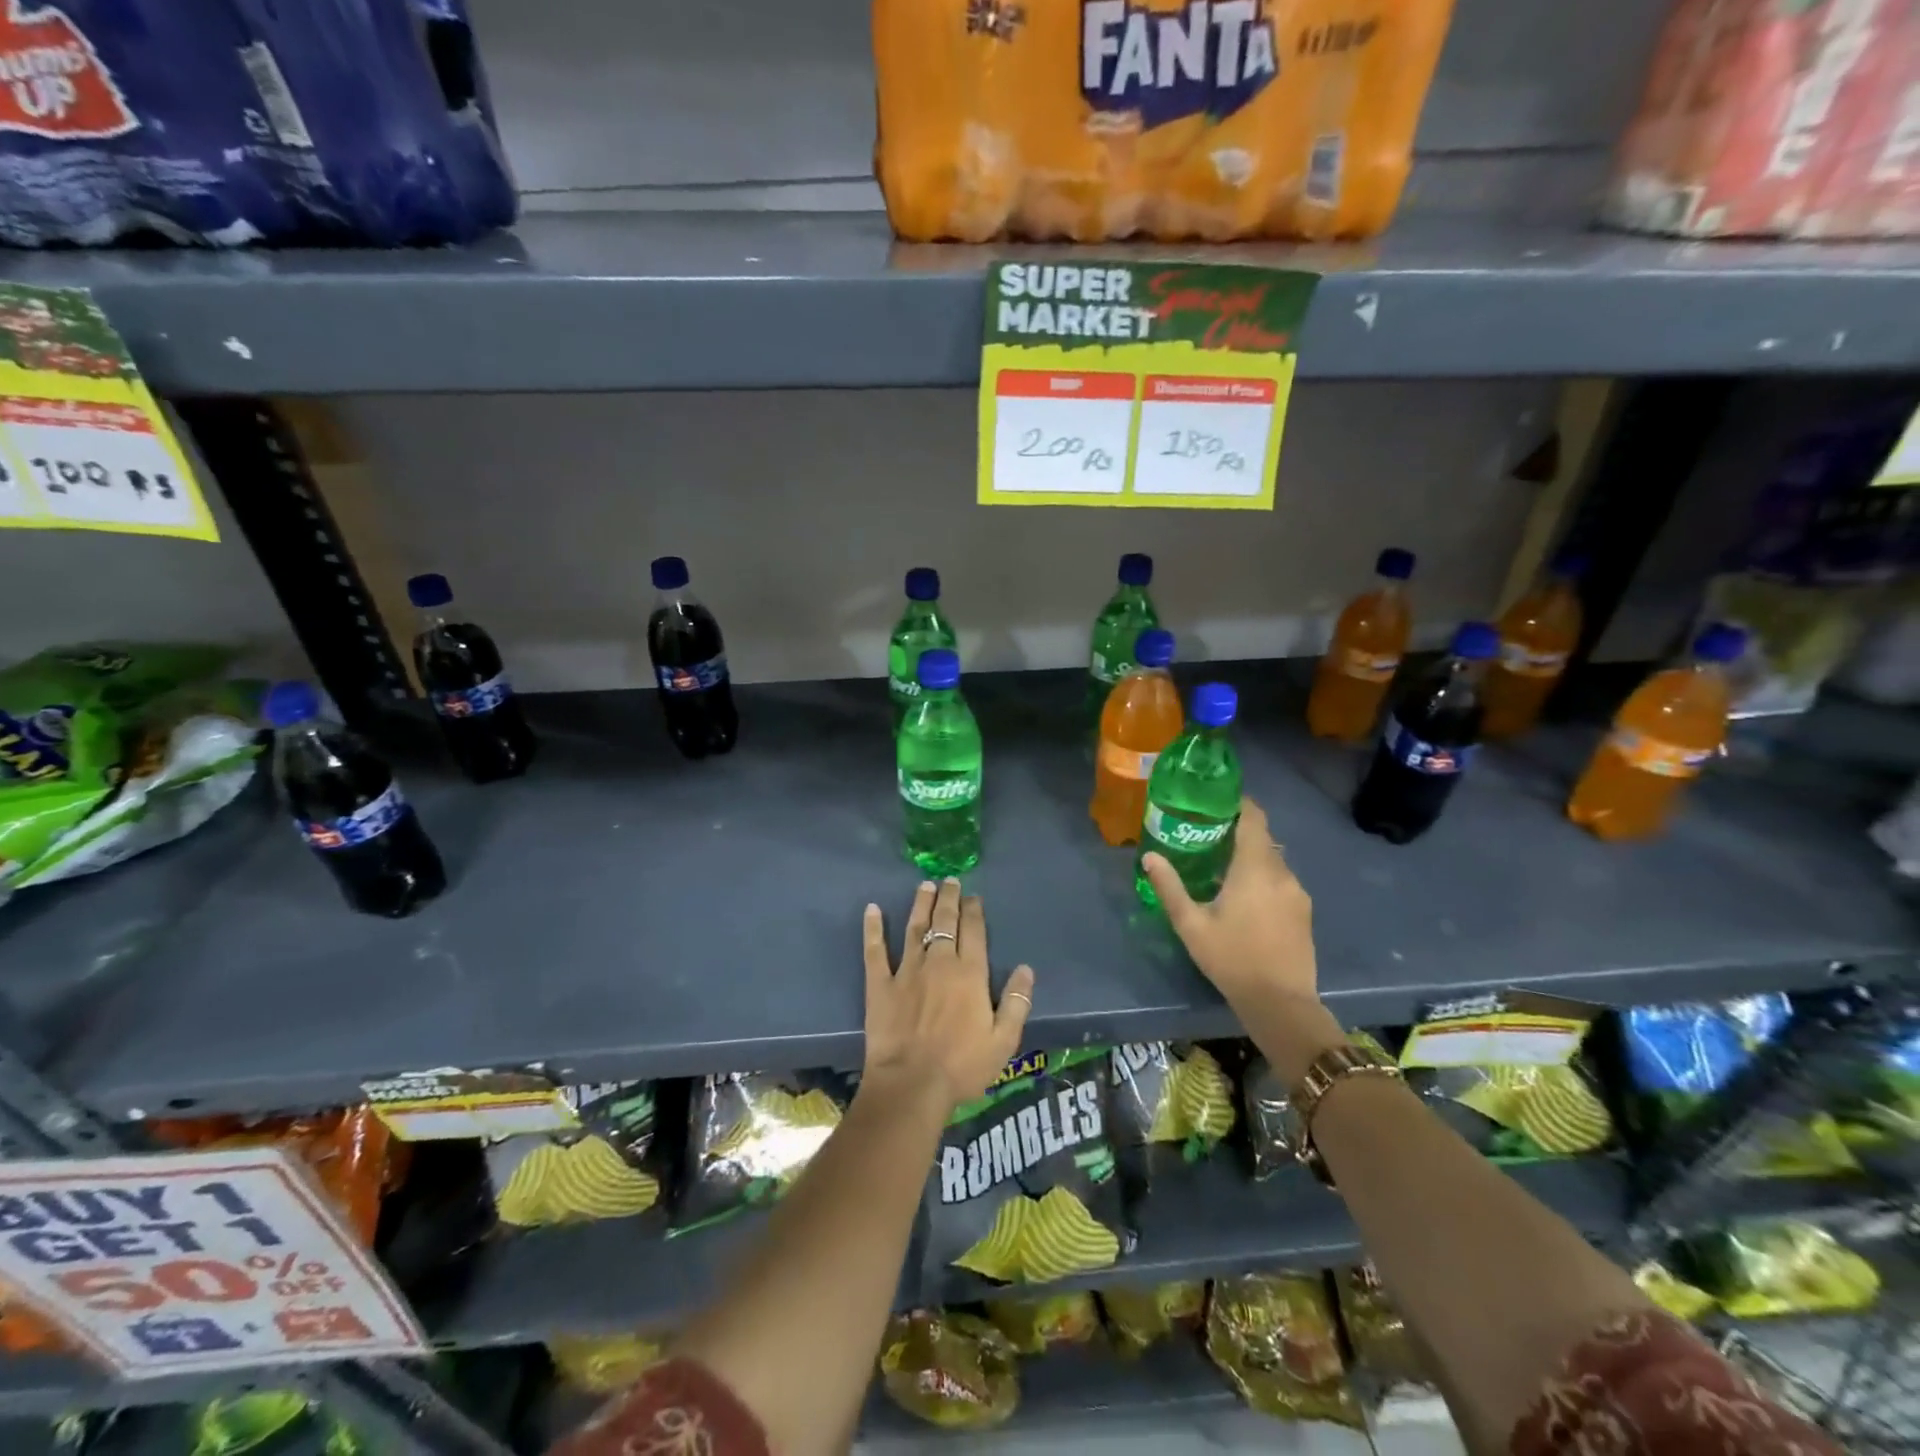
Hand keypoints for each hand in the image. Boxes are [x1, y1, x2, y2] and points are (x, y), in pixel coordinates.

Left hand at [862, 878, 1035, 1113]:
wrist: (912, 1084)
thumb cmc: (962, 1066)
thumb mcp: (1003, 1041)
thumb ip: (1016, 1002)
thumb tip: (1025, 969)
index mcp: (969, 974)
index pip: (973, 931)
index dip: (973, 910)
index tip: (973, 896)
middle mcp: (939, 962)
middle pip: (944, 921)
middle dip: (949, 898)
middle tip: (949, 880)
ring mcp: (906, 970)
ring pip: (914, 927)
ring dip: (920, 904)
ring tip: (924, 885)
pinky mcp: (879, 984)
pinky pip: (875, 950)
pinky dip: (873, 928)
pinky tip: (871, 909)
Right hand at [1141, 796, 1317, 1011]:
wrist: (1281, 1003)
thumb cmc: (1232, 959)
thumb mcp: (1191, 925)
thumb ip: (1170, 887)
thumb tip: (1149, 856)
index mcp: (1255, 868)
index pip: (1254, 819)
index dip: (1239, 804)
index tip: (1217, 801)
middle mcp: (1281, 873)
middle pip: (1263, 838)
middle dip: (1239, 831)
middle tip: (1208, 833)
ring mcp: (1297, 893)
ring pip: (1273, 861)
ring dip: (1251, 857)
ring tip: (1222, 865)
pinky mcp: (1304, 912)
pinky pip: (1281, 881)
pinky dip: (1263, 877)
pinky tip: (1244, 896)